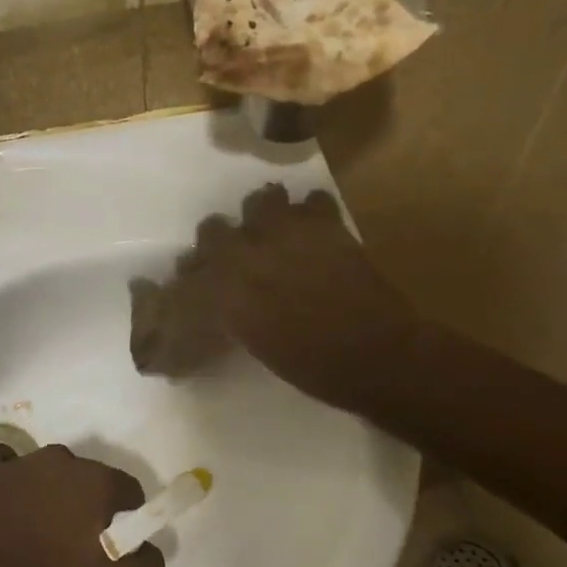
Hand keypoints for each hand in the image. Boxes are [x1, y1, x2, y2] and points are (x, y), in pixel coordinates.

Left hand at [0, 445, 164, 566]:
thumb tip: (153, 547)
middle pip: (89, 478)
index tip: (119, 539)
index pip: (128, 488)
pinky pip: (21, 485)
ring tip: (44, 537)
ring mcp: (20, 465)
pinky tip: (16, 532)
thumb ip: (146, 564)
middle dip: (91, 503)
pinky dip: (24, 501)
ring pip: (52, 478)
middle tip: (80, 541)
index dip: (130, 513)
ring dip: (56, 498)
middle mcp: (59, 459)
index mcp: (94, 479)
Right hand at [173, 184, 422, 417]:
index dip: (194, 271)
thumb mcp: (258, 343)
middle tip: (238, 253)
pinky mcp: (326, 226)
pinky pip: (312, 200)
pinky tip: (315, 230)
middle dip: (219, 239)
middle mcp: (247, 257)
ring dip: (263, 214)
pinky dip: (311, 212)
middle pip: (212, 229)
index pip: (191, 268)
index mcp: (226, 293)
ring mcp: (287, 235)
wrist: (375, 356)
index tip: (199, 278)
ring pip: (260, 201)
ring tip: (275, 231)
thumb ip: (234, 314)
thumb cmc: (314, 366)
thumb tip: (226, 300)